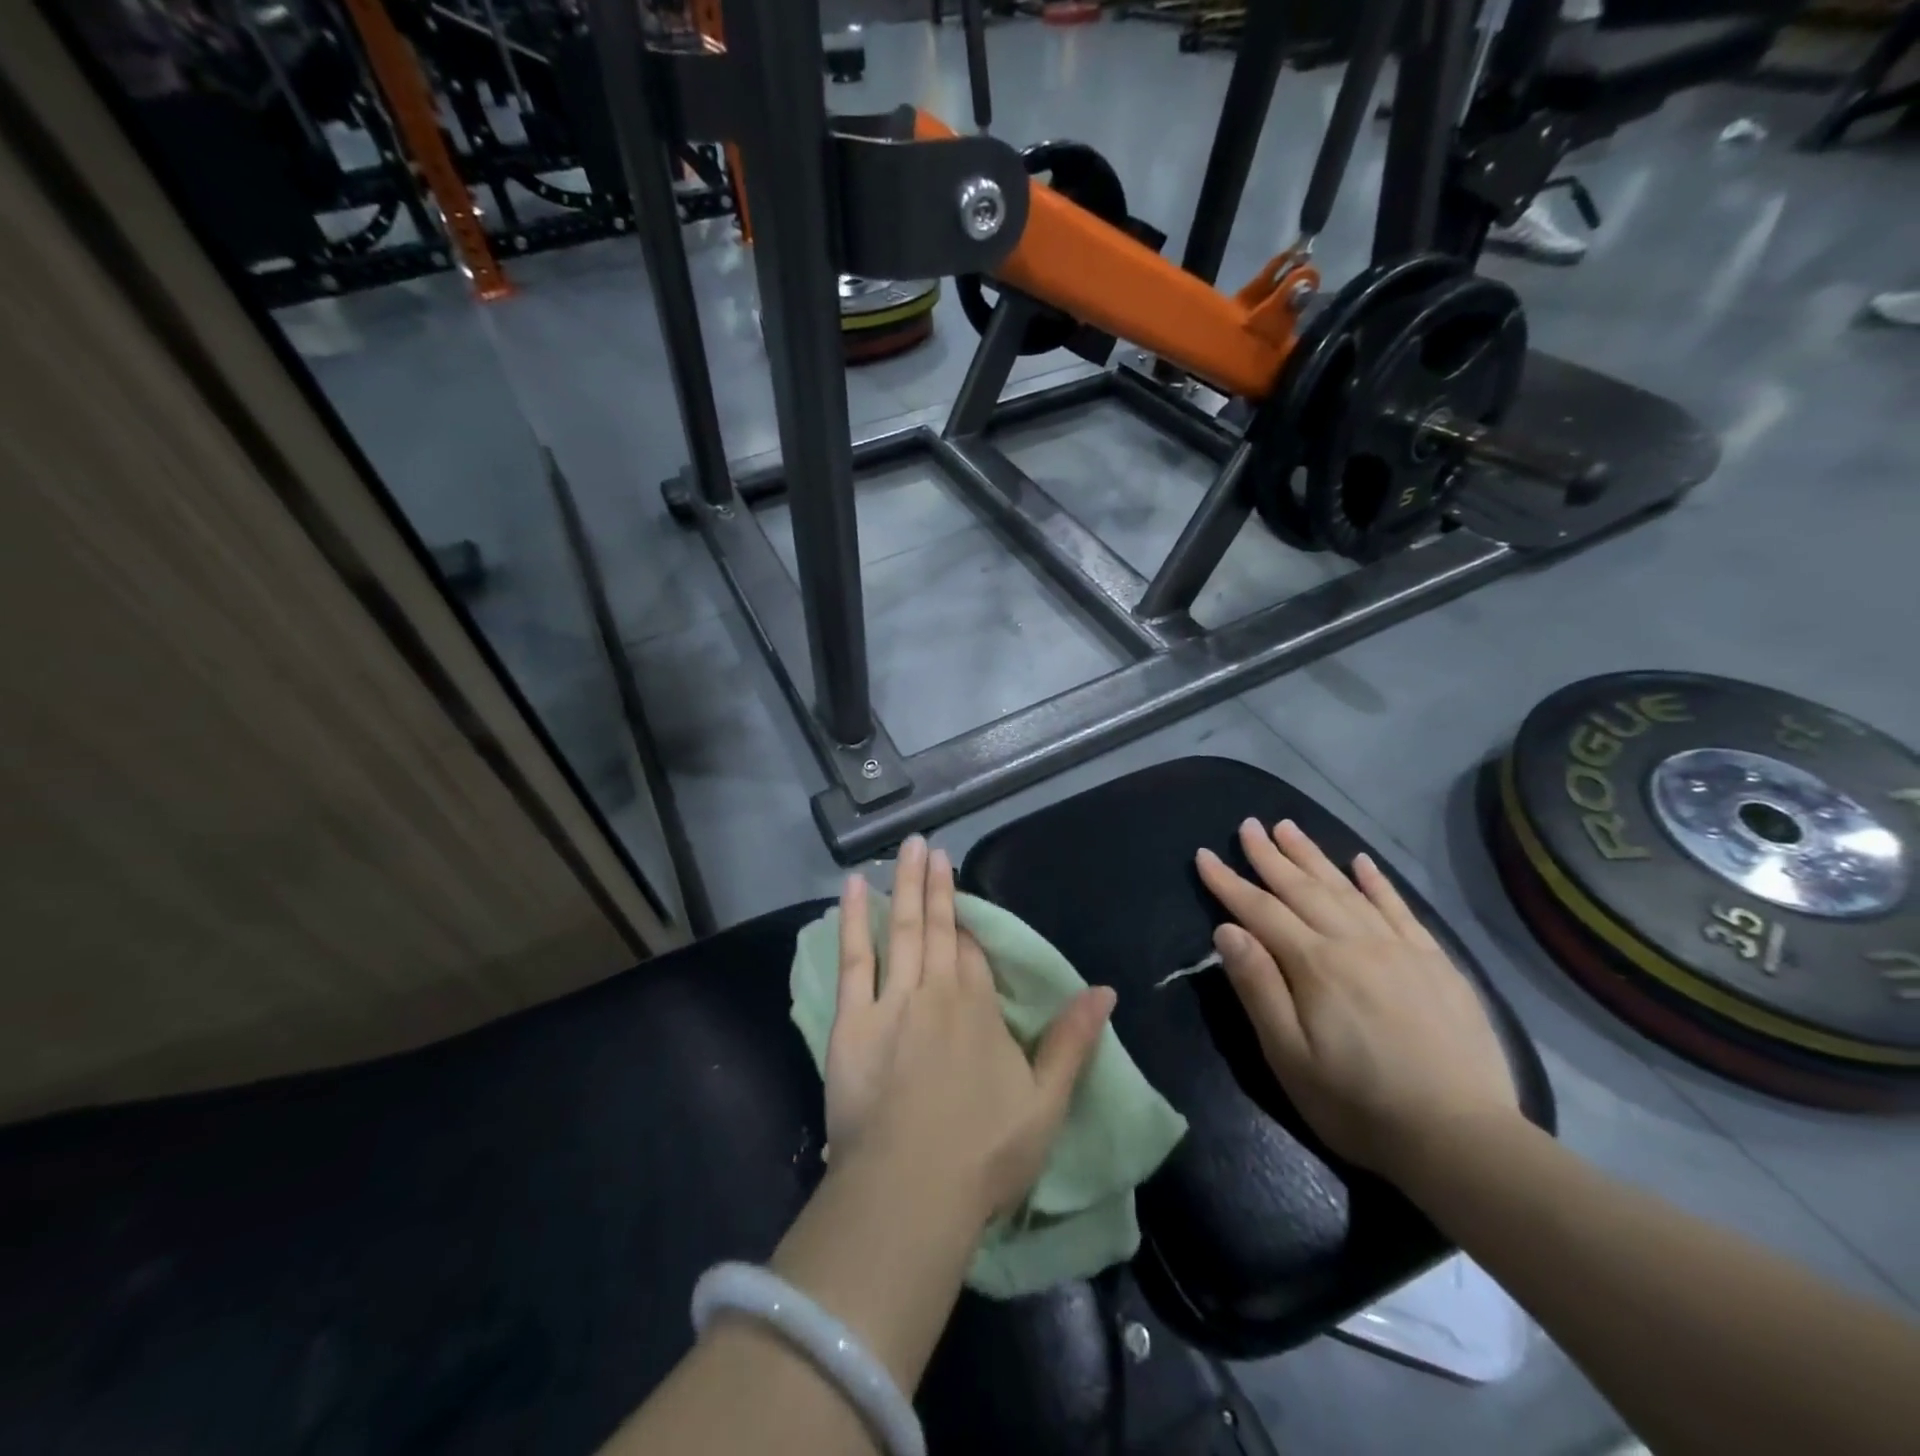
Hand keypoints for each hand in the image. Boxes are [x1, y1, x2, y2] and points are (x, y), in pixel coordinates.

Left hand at [826, 836, 1115, 1222]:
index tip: (956, 895)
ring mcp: (891, 1001)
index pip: (972, 953)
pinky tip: (851, 889)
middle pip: (936, 928)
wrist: (910, 1191)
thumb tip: (1105, 991)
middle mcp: (937, 991)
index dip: (964, 924)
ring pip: (901, 930)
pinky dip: (852, 920)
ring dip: (903, 886)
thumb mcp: (1046, 1103)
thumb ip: (1073, 1042)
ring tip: (905, 849)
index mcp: (979, 1008)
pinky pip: (854, 959)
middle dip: (934, 886)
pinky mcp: (852, 1021)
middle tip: (929, 846)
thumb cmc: (984, 1153)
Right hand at [1195, 818, 1518, 1183]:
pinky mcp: (1437, 963)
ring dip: (1315, 856)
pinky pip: (1400, 909)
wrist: (1464, 1141)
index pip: (1260, 911)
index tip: (1205, 855)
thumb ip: (1258, 988)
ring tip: (1290, 828)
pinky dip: (1378, 882)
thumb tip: (1226, 930)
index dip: (1228, 882)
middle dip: (1271, 855)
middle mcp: (1356, 943)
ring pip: (1348, 889)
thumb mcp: (1289, 1057)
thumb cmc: (1359, 1105)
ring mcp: (1401, 949)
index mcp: (1316, 965)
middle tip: (1249, 825)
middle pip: (1303, 888)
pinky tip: (1362, 862)